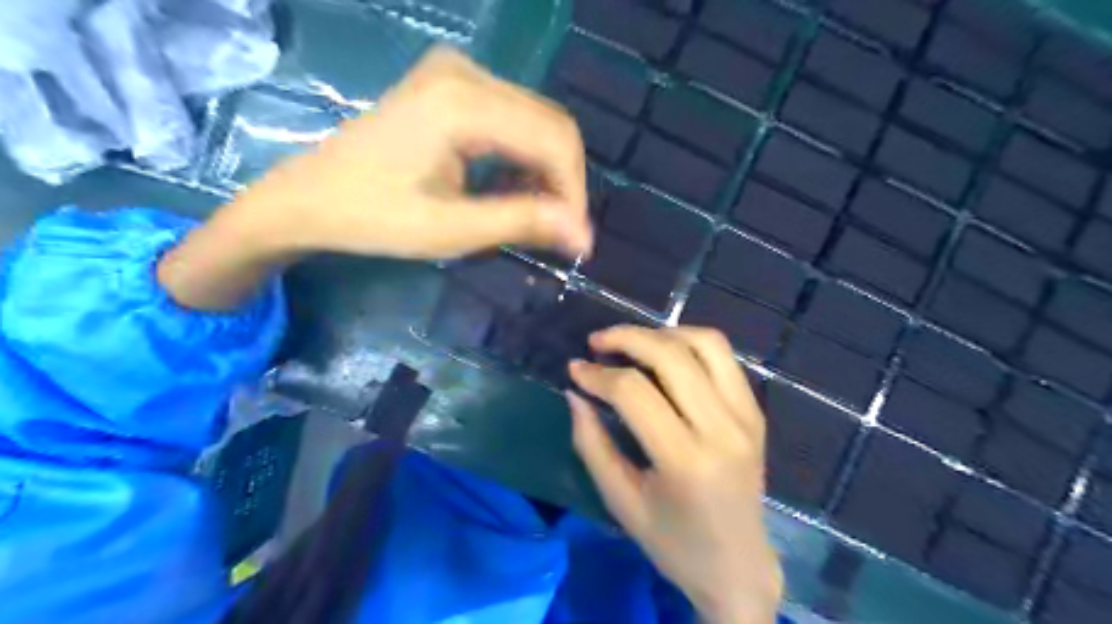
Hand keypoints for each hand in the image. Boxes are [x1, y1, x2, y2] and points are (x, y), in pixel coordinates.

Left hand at [158, 46, 590, 308]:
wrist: (309, 198)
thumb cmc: (373, 218)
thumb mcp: (451, 230)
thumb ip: (521, 223)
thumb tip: (582, 233)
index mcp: (463, 103)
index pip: (554, 139)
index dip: (574, 192)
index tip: (576, 240)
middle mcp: (467, 73)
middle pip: (551, 124)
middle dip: (563, 182)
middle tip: (558, 232)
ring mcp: (457, 72)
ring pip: (536, 121)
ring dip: (545, 172)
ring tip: (532, 216)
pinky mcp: (451, 84)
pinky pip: (512, 117)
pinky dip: (523, 157)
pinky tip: (510, 188)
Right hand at [569, 326, 784, 623]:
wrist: (738, 566)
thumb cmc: (673, 543)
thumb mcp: (620, 500)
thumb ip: (591, 443)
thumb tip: (574, 392)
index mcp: (686, 460)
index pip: (634, 392)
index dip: (597, 374)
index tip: (574, 369)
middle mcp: (722, 428)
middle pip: (671, 355)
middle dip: (626, 338)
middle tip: (596, 342)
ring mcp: (746, 416)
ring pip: (705, 343)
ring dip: (662, 332)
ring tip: (631, 342)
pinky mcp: (755, 411)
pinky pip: (724, 357)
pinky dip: (690, 343)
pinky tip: (665, 354)